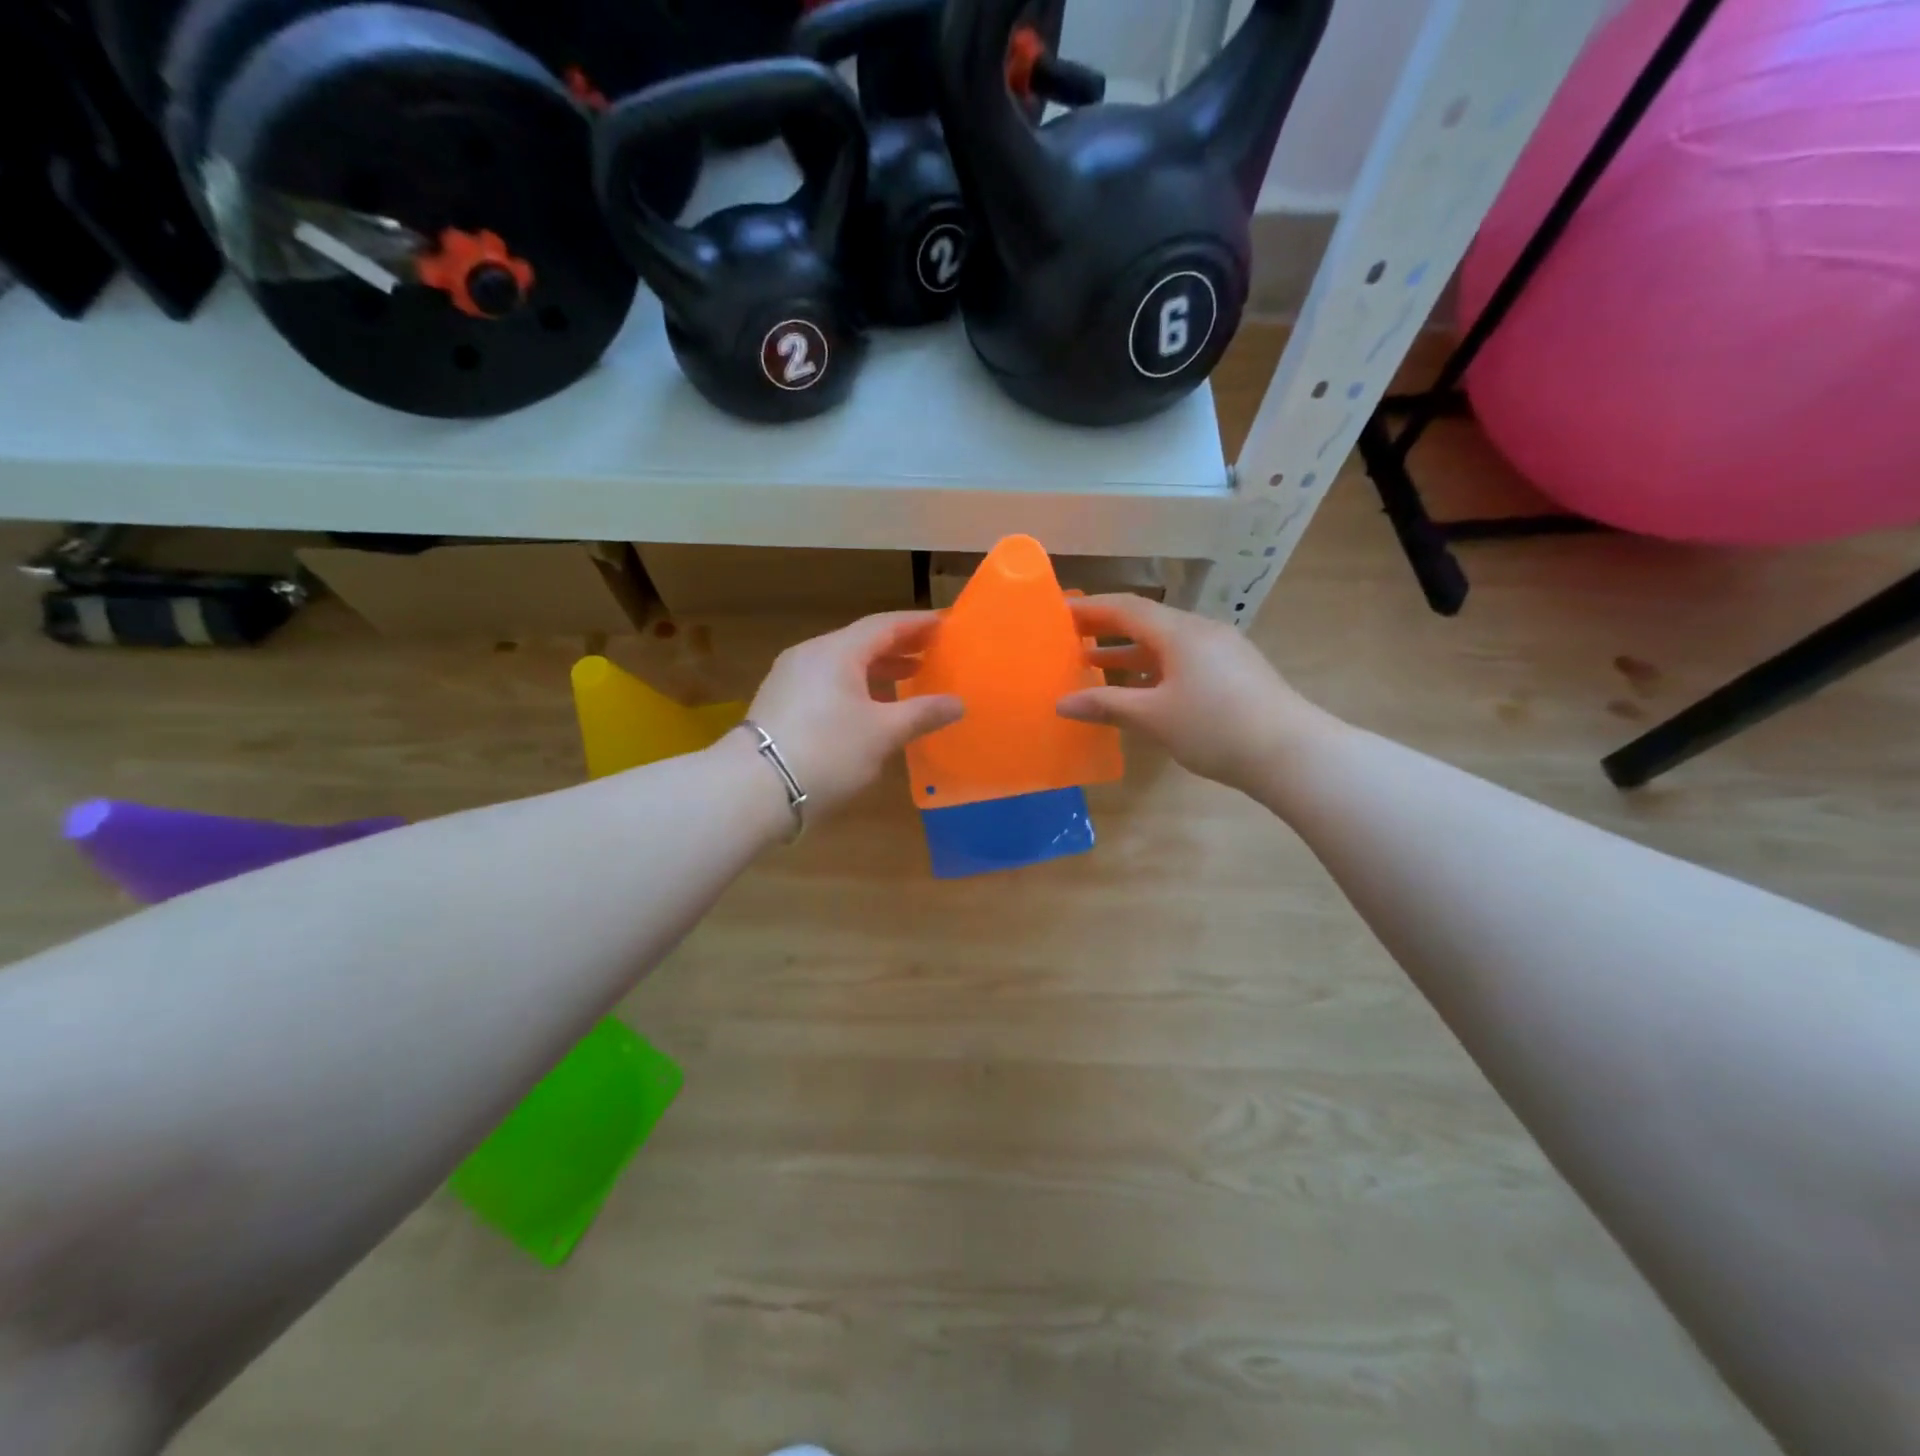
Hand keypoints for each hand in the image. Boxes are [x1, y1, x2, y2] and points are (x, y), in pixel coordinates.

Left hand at [744, 611, 963, 816]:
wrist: (755, 788)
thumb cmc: (828, 751)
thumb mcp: (883, 733)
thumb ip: (922, 713)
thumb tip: (958, 703)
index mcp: (838, 650)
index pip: (885, 624)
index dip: (917, 624)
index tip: (945, 625)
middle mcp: (811, 654)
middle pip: (862, 641)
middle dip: (899, 647)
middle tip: (932, 653)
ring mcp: (790, 677)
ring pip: (842, 663)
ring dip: (877, 669)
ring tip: (908, 679)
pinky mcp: (780, 702)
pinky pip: (826, 681)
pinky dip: (854, 685)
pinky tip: (869, 707)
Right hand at [1056, 595, 1330, 793]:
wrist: (1292, 753)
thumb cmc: (1216, 728)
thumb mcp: (1154, 717)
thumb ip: (1107, 705)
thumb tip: (1062, 703)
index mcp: (1180, 632)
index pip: (1126, 607)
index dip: (1090, 608)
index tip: (1059, 612)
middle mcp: (1202, 632)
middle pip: (1146, 621)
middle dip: (1107, 630)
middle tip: (1070, 639)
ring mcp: (1222, 651)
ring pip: (1166, 643)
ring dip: (1130, 652)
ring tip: (1095, 666)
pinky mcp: (1235, 673)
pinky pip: (1183, 660)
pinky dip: (1154, 668)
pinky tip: (1142, 691)